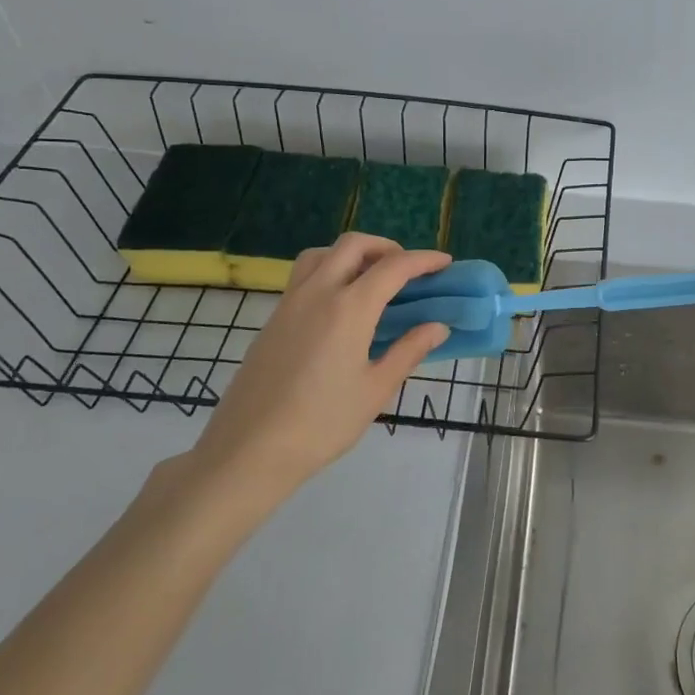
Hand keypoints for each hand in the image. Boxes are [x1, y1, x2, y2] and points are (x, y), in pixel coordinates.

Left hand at [187, 234, 451, 499]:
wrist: (249, 449)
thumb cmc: (321, 423)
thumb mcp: (375, 390)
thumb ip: (409, 351)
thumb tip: (438, 327)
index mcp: (349, 308)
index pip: (393, 267)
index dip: (423, 260)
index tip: (445, 263)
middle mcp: (318, 293)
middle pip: (353, 245)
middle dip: (386, 247)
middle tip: (407, 270)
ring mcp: (290, 303)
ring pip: (322, 254)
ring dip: (352, 254)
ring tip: (371, 280)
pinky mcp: (273, 319)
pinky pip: (305, 276)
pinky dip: (330, 272)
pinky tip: (341, 308)